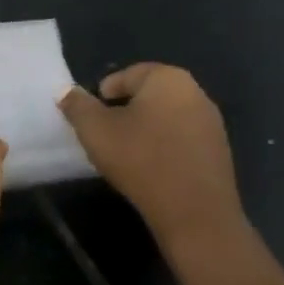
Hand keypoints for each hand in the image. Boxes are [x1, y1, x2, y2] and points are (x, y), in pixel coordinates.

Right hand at [58, 64, 245, 250]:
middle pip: (149, 94)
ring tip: (125, 151)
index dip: (103, 93)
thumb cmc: (139, 159)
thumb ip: (77, 105)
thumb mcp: (95, 130)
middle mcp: (195, 92)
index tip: (91, 116)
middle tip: (104, 133)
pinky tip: (150, 167)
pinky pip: (181, 138)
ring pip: (166, 116)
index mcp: (167, 78)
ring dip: (144, 128)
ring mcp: (211, 122)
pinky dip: (163, 145)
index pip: (127, 74)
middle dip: (124, 109)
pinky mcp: (218, 150)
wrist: (193, 210)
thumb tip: (65, 91)